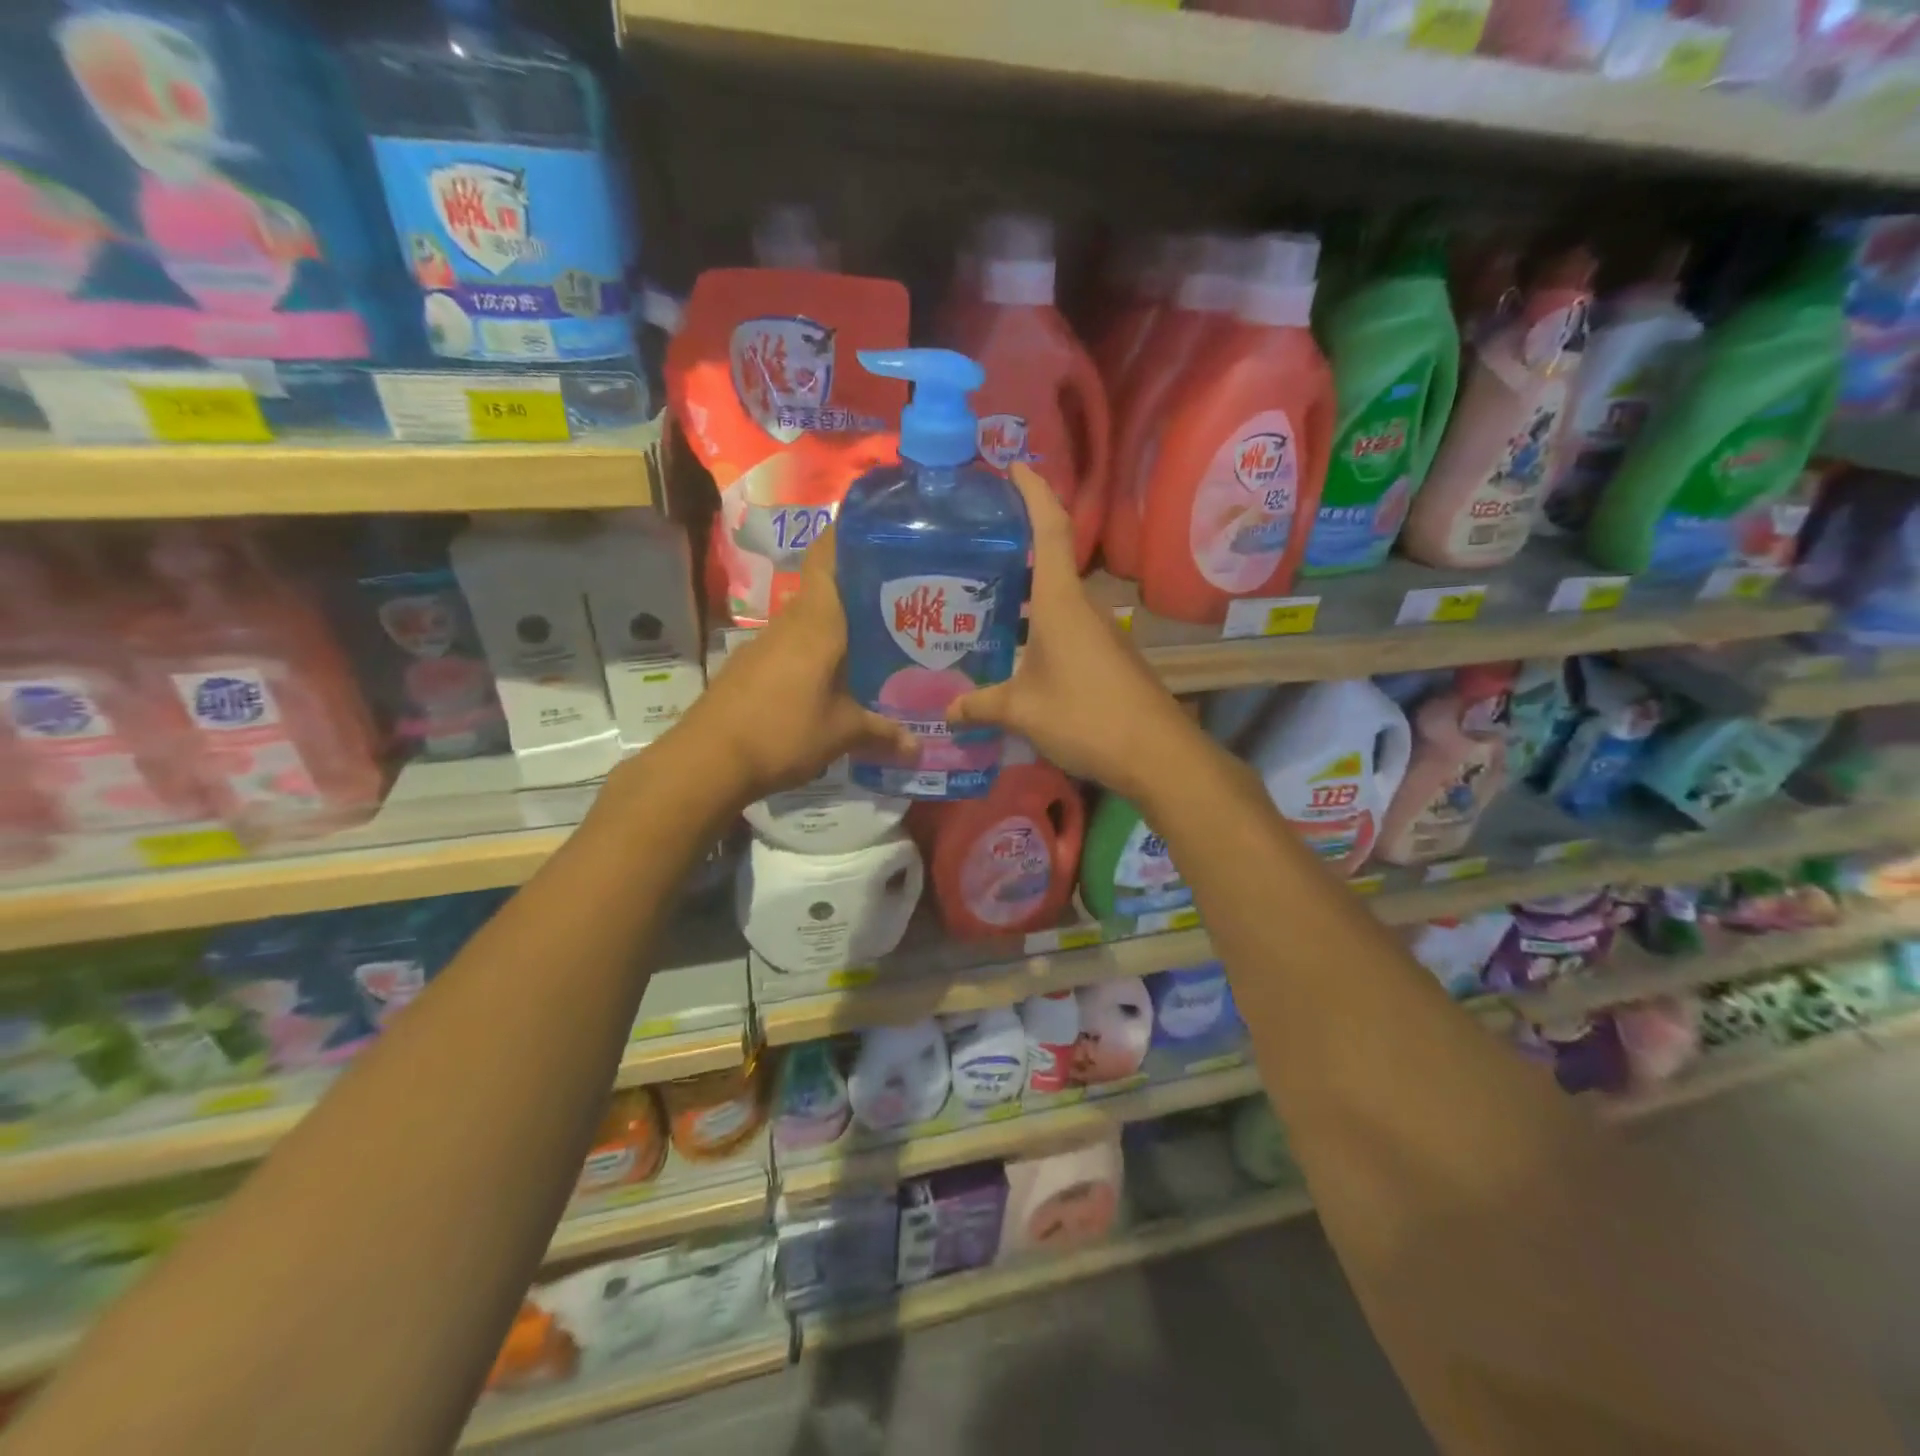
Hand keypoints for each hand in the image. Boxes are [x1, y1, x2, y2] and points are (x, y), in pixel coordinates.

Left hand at [668, 525, 915, 805]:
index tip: (881, 533)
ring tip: (877, 642)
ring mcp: (765, 643)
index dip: (850, 535)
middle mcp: (790, 621)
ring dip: (838, 627)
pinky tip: (835, 678)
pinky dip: (816, 653)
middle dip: (861, 591)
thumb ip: (882, 733)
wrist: (708, 760)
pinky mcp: (751, 667)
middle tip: (902, 603)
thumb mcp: (842, 733)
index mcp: (817, 621)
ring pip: (809, 621)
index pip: (828, 555)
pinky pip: (793, 647)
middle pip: (825, 589)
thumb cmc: (784, 731)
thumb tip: (919, 746)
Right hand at [947, 463, 1190, 801]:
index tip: (1013, 467)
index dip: (1033, 492)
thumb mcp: (1022, 711)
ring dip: (1023, 593)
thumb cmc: (1086, 716)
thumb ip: (981, 705)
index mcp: (1061, 602)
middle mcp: (1083, 606)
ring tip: (979, 598)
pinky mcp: (1107, 657)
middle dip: (1014, 546)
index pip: (1049, 528)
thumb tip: (945, 710)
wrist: (1156, 754)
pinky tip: (1014, 648)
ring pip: (1055, 599)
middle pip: (1048, 560)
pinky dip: (1038, 625)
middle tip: (970, 546)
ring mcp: (1099, 632)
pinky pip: (1065, 627)